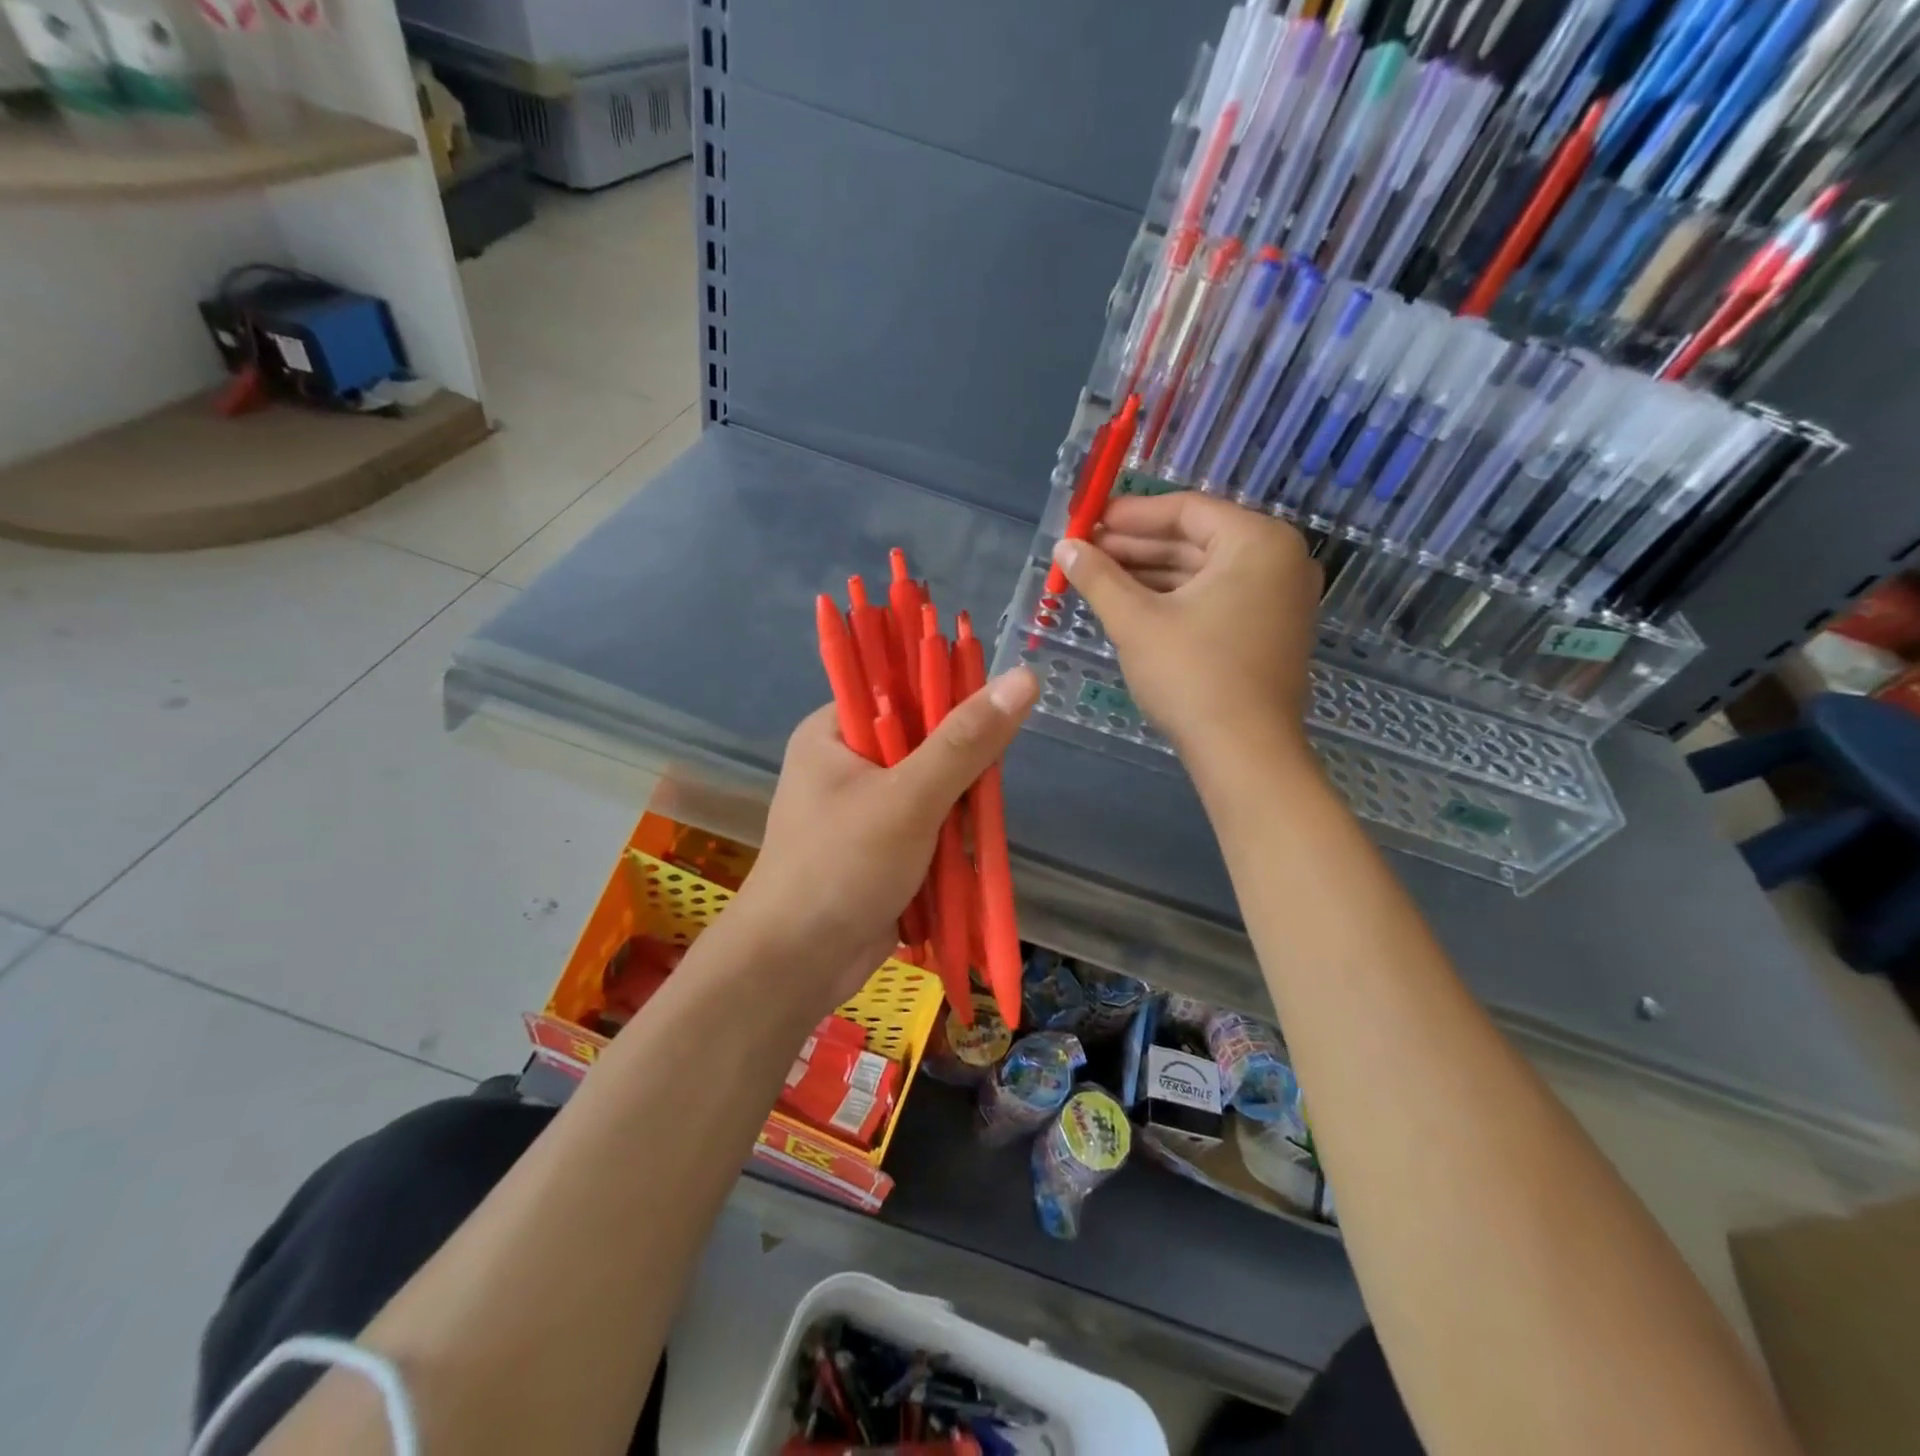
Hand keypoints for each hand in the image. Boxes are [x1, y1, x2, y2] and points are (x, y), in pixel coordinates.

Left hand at [728, 667, 1039, 1015]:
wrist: (796, 966)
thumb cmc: (841, 868)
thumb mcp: (908, 798)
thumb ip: (966, 741)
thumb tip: (1023, 677)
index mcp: (834, 731)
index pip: (902, 687)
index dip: (949, 696)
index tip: (989, 723)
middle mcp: (848, 761)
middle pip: (926, 739)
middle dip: (961, 767)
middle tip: (980, 791)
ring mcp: (865, 807)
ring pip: (935, 786)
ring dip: (959, 808)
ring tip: (966, 834)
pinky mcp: (882, 846)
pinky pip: (930, 824)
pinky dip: (951, 837)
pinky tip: (963, 855)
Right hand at [1052, 492, 1319, 763]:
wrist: (1244, 753)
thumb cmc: (1192, 675)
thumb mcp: (1136, 621)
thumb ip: (1098, 577)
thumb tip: (1064, 546)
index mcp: (1257, 542)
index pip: (1185, 510)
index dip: (1130, 514)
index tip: (1087, 521)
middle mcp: (1278, 560)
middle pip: (1195, 540)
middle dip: (1136, 547)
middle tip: (1085, 552)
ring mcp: (1278, 599)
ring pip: (1203, 572)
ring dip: (1150, 574)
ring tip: (1097, 578)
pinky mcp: (1269, 631)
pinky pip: (1216, 598)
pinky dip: (1174, 599)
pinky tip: (1131, 605)